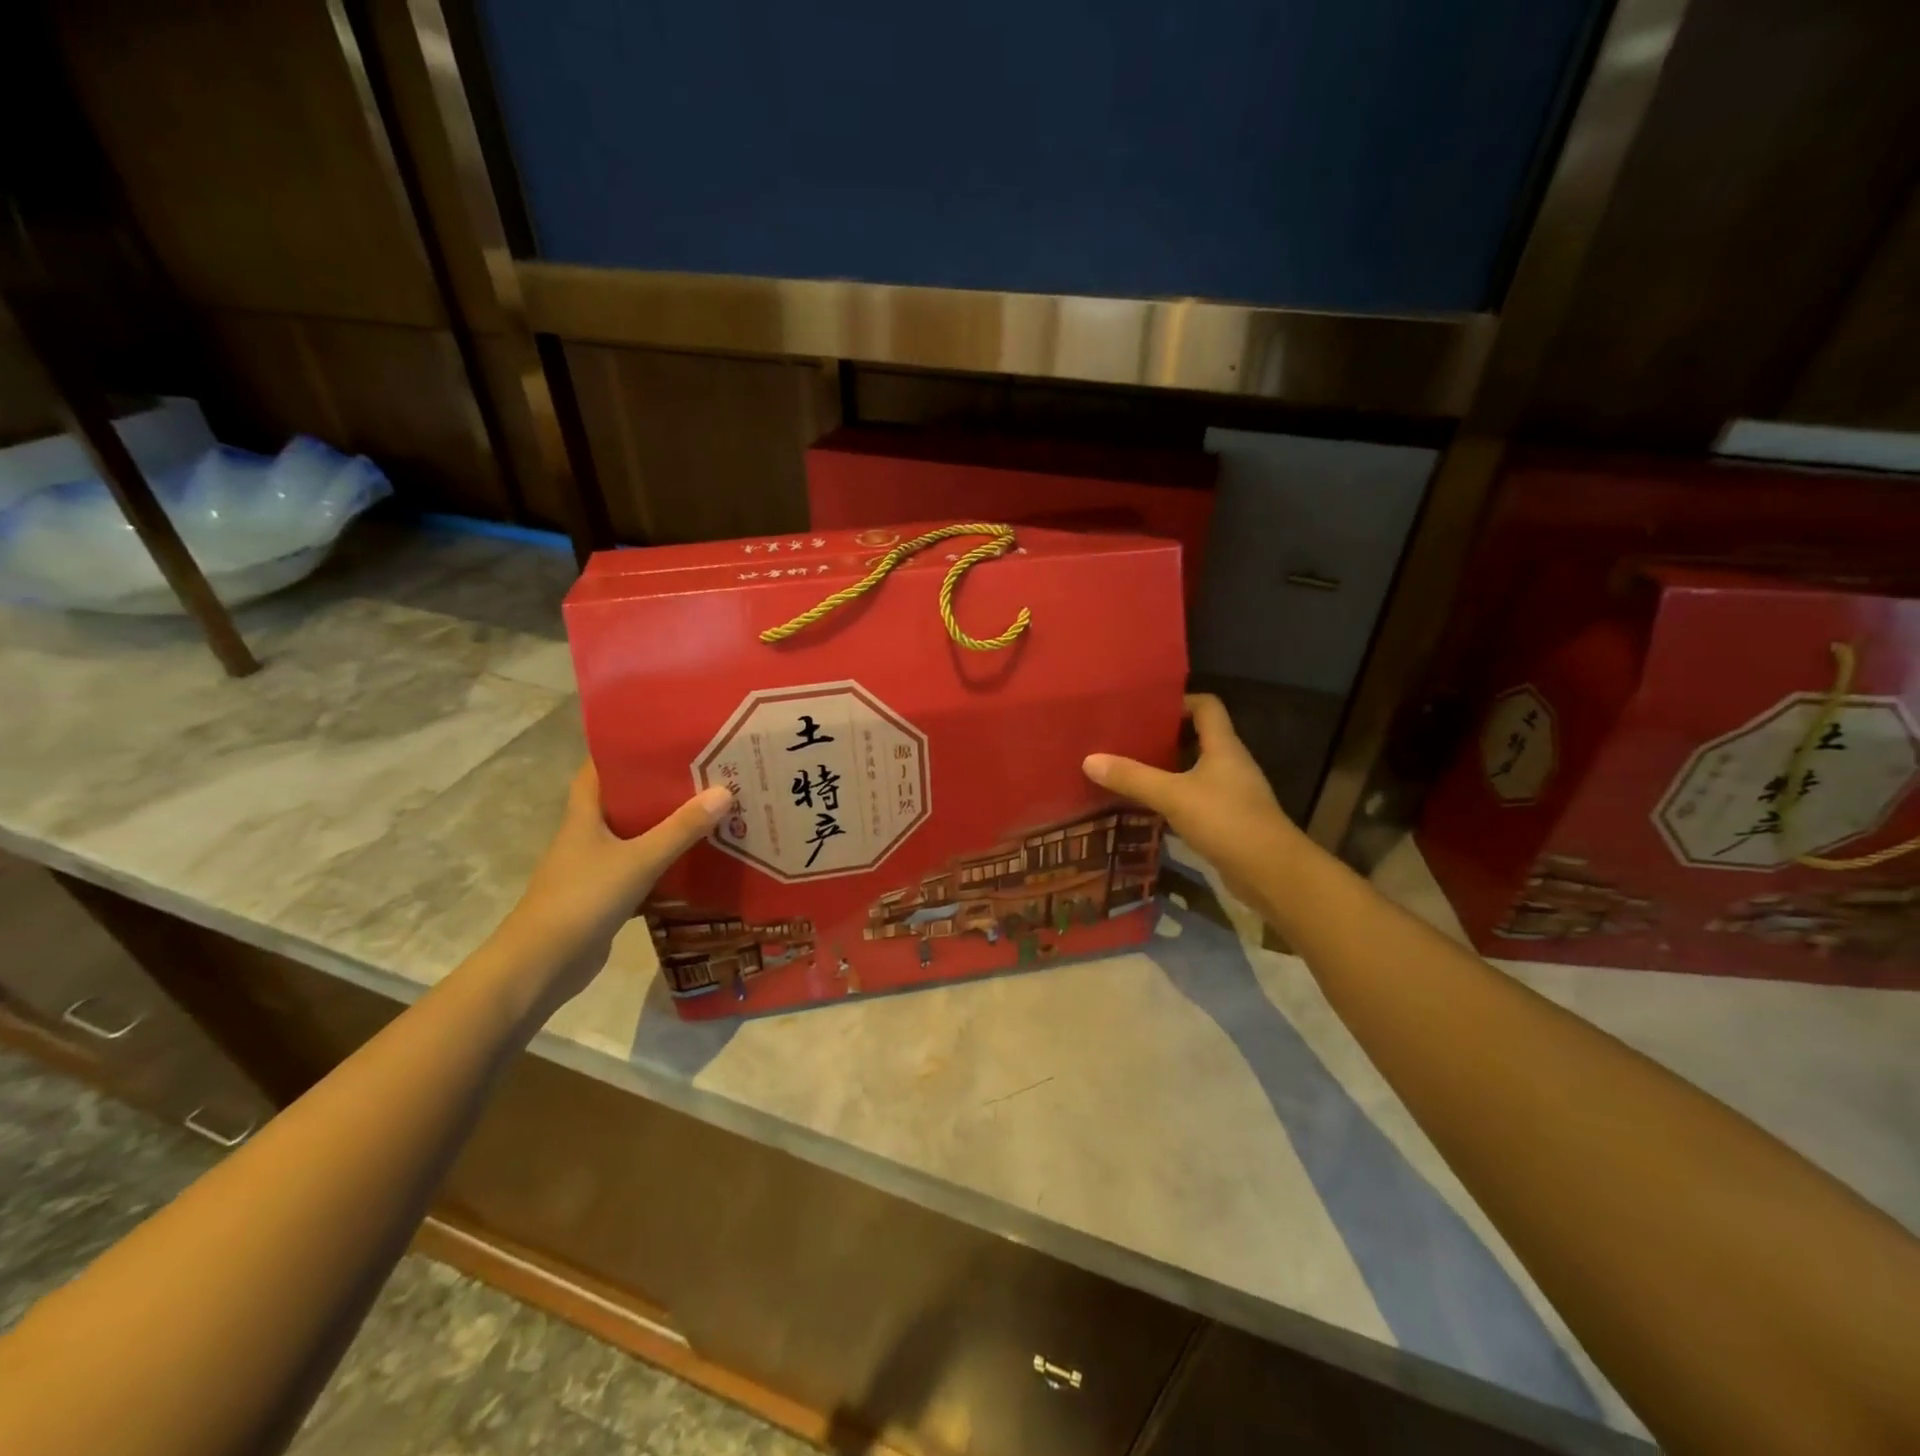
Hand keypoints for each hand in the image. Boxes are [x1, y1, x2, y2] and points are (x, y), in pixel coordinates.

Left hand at [497, 761, 730, 1007]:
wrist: (542, 966)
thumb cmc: (583, 900)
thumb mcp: (639, 860)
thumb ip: (681, 829)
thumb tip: (725, 791)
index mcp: (584, 816)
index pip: (598, 769)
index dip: (624, 751)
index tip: (662, 738)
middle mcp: (587, 836)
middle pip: (623, 801)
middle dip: (657, 788)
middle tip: (701, 773)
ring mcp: (593, 868)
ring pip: (634, 837)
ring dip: (664, 827)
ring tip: (707, 811)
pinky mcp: (604, 896)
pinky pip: (640, 870)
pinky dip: (664, 865)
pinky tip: (694, 863)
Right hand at [1084, 694, 1304, 911]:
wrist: (1271, 872)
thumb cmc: (1226, 821)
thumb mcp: (1172, 796)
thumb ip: (1132, 777)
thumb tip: (1089, 760)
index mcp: (1223, 746)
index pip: (1206, 706)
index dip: (1179, 701)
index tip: (1145, 709)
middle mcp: (1230, 763)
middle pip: (1198, 737)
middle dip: (1164, 736)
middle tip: (1127, 739)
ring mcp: (1232, 792)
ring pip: (1196, 769)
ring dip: (1167, 768)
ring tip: (1130, 770)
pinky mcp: (1229, 819)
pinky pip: (1197, 797)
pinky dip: (1175, 797)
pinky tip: (1150, 806)